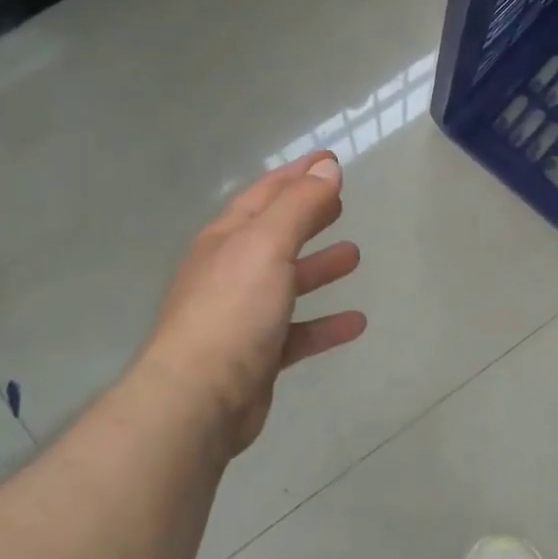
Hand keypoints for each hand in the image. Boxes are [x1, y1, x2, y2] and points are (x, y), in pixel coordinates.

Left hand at [140, 152, 365, 456]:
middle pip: (276, 236)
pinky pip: (298, 332)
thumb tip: (327, 167)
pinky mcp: (257, 355)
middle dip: (307, 217)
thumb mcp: (267, 246)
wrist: (200, 398)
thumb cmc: (233, 310)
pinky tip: (356, 323)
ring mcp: (242, 315)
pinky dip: (325, 324)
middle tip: (341, 206)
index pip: (266, 194)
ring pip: (287, 283)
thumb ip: (299, 206)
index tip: (331, 160)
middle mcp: (230, 272)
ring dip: (319, 268)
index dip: (298, 175)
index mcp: (227, 240)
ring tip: (355, 257)